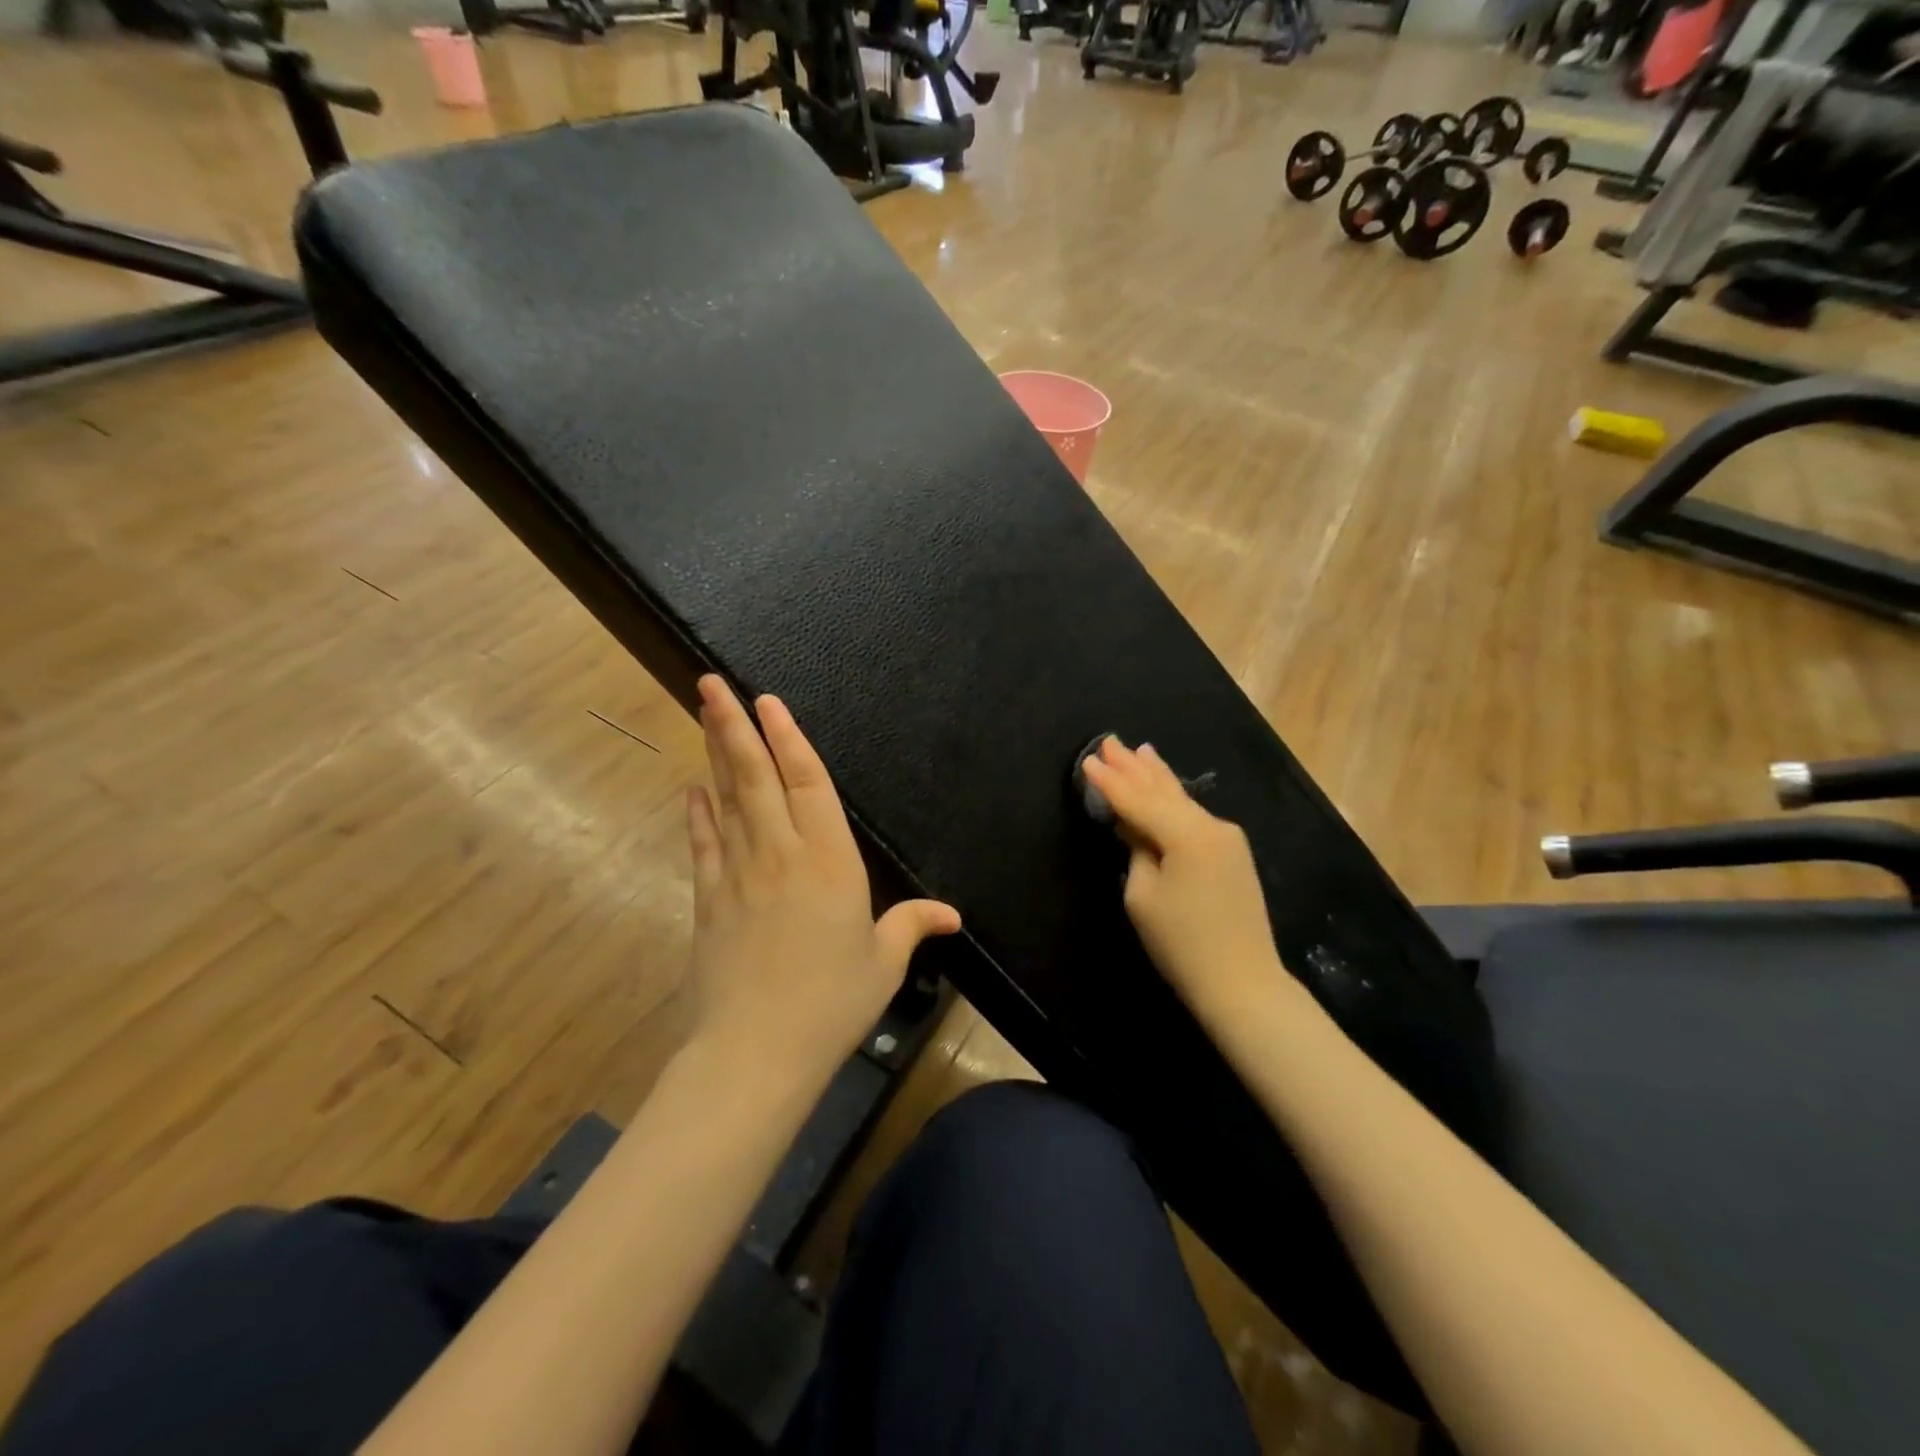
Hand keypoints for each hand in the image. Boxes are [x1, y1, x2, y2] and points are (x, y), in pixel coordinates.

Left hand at [684, 675, 960, 1086]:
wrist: (755, 1051)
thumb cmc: (831, 1003)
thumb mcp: (883, 963)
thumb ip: (912, 926)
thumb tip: (951, 915)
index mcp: (830, 860)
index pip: (808, 781)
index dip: (788, 737)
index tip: (768, 701)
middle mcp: (781, 853)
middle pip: (755, 776)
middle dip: (734, 725)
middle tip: (711, 682)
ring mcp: (738, 873)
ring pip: (725, 799)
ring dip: (714, 754)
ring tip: (703, 714)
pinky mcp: (708, 899)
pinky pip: (703, 844)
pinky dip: (697, 813)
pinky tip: (692, 789)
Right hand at [1080, 737, 1284, 1023]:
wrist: (1243, 982)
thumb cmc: (1182, 944)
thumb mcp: (1143, 896)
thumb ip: (1137, 850)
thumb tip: (1134, 826)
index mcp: (1187, 835)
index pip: (1138, 801)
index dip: (1110, 782)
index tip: (1088, 759)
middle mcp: (1211, 826)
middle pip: (1163, 790)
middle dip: (1134, 767)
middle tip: (1111, 741)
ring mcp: (1227, 838)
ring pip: (1181, 799)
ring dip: (1156, 776)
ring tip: (1140, 750)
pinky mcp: (1232, 852)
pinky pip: (1193, 816)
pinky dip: (1172, 798)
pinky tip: (1164, 784)